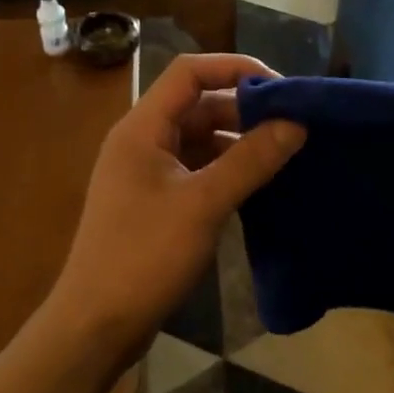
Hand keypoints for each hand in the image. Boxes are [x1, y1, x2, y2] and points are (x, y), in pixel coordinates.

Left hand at [52, 54, 304, 356]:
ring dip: (240, 143)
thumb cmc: (144, 256)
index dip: (235, 68)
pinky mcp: (156, 202)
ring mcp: (148, 173)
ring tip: (286, 155)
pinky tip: (261, 186)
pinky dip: (228, 171)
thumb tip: (296, 123)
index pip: (190, 73)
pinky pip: (198, 170)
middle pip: (198, 105)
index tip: (282, 88)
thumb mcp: (203, 204)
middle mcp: (142, 142)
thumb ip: (251, 160)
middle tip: (294, 126)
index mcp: (142, 128)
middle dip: (245, 111)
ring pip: (201, 140)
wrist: (97, 324)